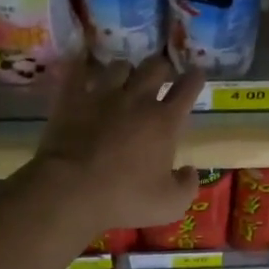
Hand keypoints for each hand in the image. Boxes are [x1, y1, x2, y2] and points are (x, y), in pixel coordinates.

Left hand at [31, 54, 205, 230]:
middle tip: (162, 74)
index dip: (195, 78)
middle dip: (162, 67)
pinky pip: (77, 72)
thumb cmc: (125, 197)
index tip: (197, 73)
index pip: (187, 88)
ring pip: (120, 66)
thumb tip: (190, 170)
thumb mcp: (170, 204)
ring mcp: (102, 95)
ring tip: (124, 77)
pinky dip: (81, 66)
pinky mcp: (72, 98)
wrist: (71, 189)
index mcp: (165, 121)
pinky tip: (81, 63)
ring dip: (126, 70)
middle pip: (155, 66)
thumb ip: (187, 186)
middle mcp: (137, 99)